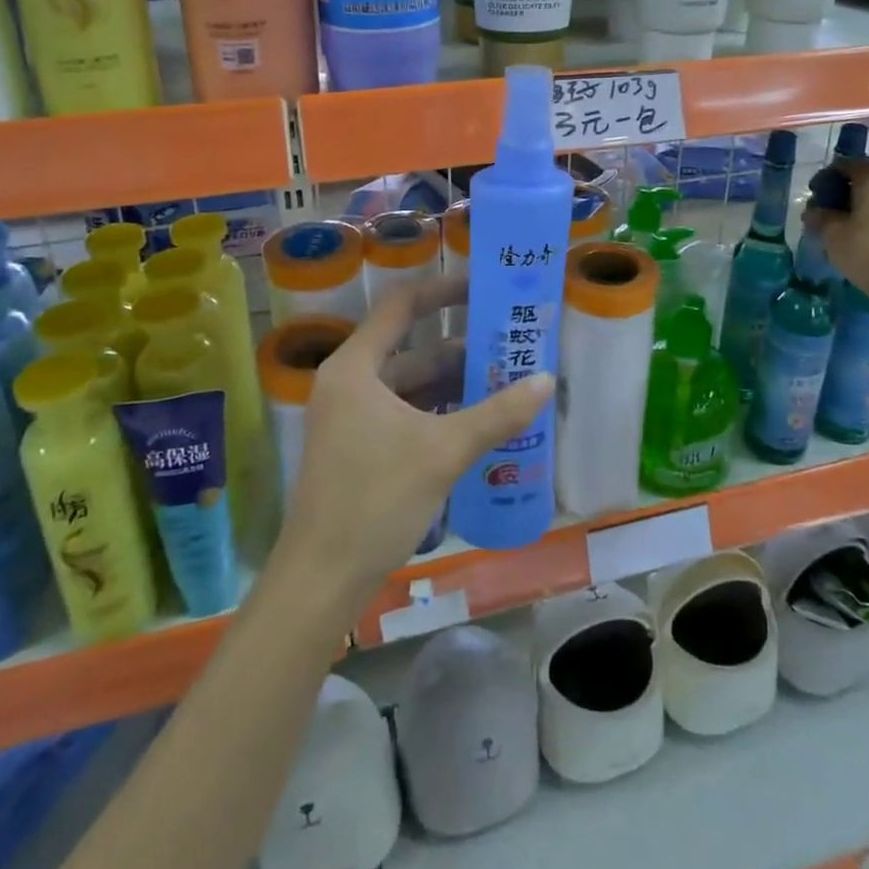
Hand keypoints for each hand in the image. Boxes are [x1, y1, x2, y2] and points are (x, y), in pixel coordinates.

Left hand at [273, 275, 552, 610]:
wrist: (322, 579)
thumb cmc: (376, 500)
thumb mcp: (443, 452)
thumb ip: (497, 414)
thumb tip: (546, 380)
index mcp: (355, 367)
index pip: (402, 306)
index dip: (443, 290)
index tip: (484, 288)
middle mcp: (348, 382)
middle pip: (410, 348)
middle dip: (460, 348)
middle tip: (510, 345)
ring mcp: (350, 416)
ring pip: (409, 384)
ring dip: (453, 383)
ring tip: (505, 382)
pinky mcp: (358, 446)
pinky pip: (404, 412)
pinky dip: (437, 410)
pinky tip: (477, 420)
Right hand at [803, 155, 868, 307]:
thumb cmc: (866, 251)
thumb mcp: (830, 234)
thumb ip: (819, 217)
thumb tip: (814, 211)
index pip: (850, 163)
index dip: (829, 174)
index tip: (815, 192)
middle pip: (868, 181)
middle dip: (846, 192)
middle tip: (828, 212)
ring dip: (864, 208)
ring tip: (848, 230)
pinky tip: (868, 241)